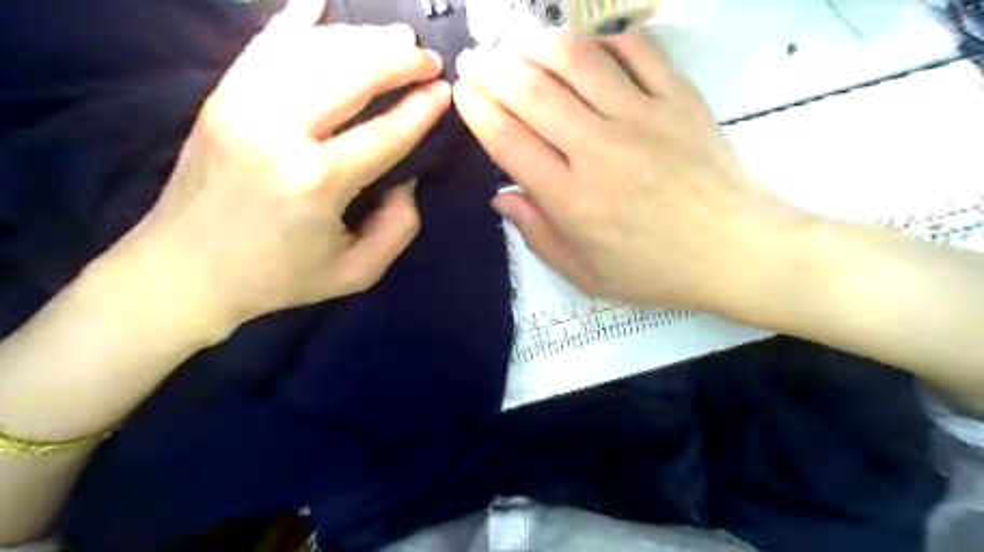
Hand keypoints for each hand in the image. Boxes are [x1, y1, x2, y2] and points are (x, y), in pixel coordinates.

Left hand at [113, 0, 451, 331]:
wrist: (185, 271)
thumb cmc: (278, 277)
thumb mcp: (357, 272)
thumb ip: (399, 228)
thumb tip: (407, 179)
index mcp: (318, 181)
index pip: (385, 132)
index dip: (421, 109)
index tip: (446, 92)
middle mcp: (279, 131)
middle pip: (351, 74)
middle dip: (399, 60)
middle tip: (429, 60)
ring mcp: (242, 105)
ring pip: (312, 50)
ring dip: (361, 38)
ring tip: (396, 37)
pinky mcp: (221, 97)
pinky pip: (264, 45)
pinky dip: (296, 20)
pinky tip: (320, 1)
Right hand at [458, 33, 810, 309]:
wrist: (735, 251)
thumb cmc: (655, 271)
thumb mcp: (586, 274)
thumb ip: (537, 234)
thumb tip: (500, 195)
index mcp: (572, 200)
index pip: (508, 141)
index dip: (478, 110)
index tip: (462, 91)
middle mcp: (599, 150)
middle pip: (532, 92)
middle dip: (493, 69)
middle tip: (475, 58)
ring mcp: (643, 117)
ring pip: (576, 60)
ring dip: (537, 45)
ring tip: (517, 45)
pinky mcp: (679, 98)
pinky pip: (636, 49)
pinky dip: (604, 40)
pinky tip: (586, 47)